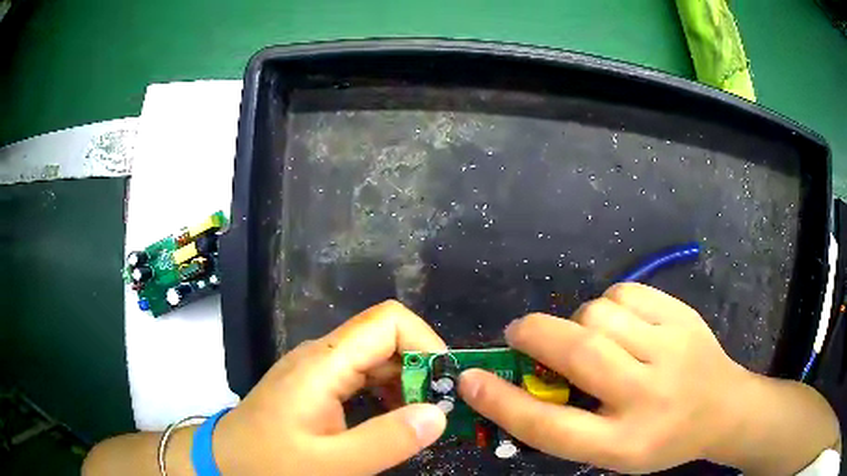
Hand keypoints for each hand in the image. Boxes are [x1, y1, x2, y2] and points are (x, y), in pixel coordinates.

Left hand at [214, 300, 447, 475]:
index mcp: (324, 363)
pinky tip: (391, 422)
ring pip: (376, 358)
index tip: (444, 385)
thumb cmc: (270, 462)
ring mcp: (317, 368)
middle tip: (439, 411)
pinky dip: (387, 394)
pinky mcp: (315, 384)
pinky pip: (362, 376)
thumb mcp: (331, 464)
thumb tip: (438, 414)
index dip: (426, 343)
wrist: (225, 460)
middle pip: (386, 338)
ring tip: (419, 420)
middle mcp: (322, 355)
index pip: (389, 322)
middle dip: (421, 369)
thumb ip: (387, 441)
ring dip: (406, 384)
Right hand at [457, 283, 776, 472]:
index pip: (551, 427)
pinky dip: (609, 304)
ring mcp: (671, 348)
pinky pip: (626, 293)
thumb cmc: (660, 439)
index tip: (470, 380)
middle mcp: (648, 396)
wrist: (723, 407)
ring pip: (601, 313)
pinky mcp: (683, 315)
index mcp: (624, 443)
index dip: (503, 403)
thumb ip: (569, 423)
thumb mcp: (612, 452)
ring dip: (579, 321)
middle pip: (579, 353)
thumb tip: (520, 384)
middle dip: (535, 335)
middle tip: (518, 334)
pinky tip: (621, 323)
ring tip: (590, 337)